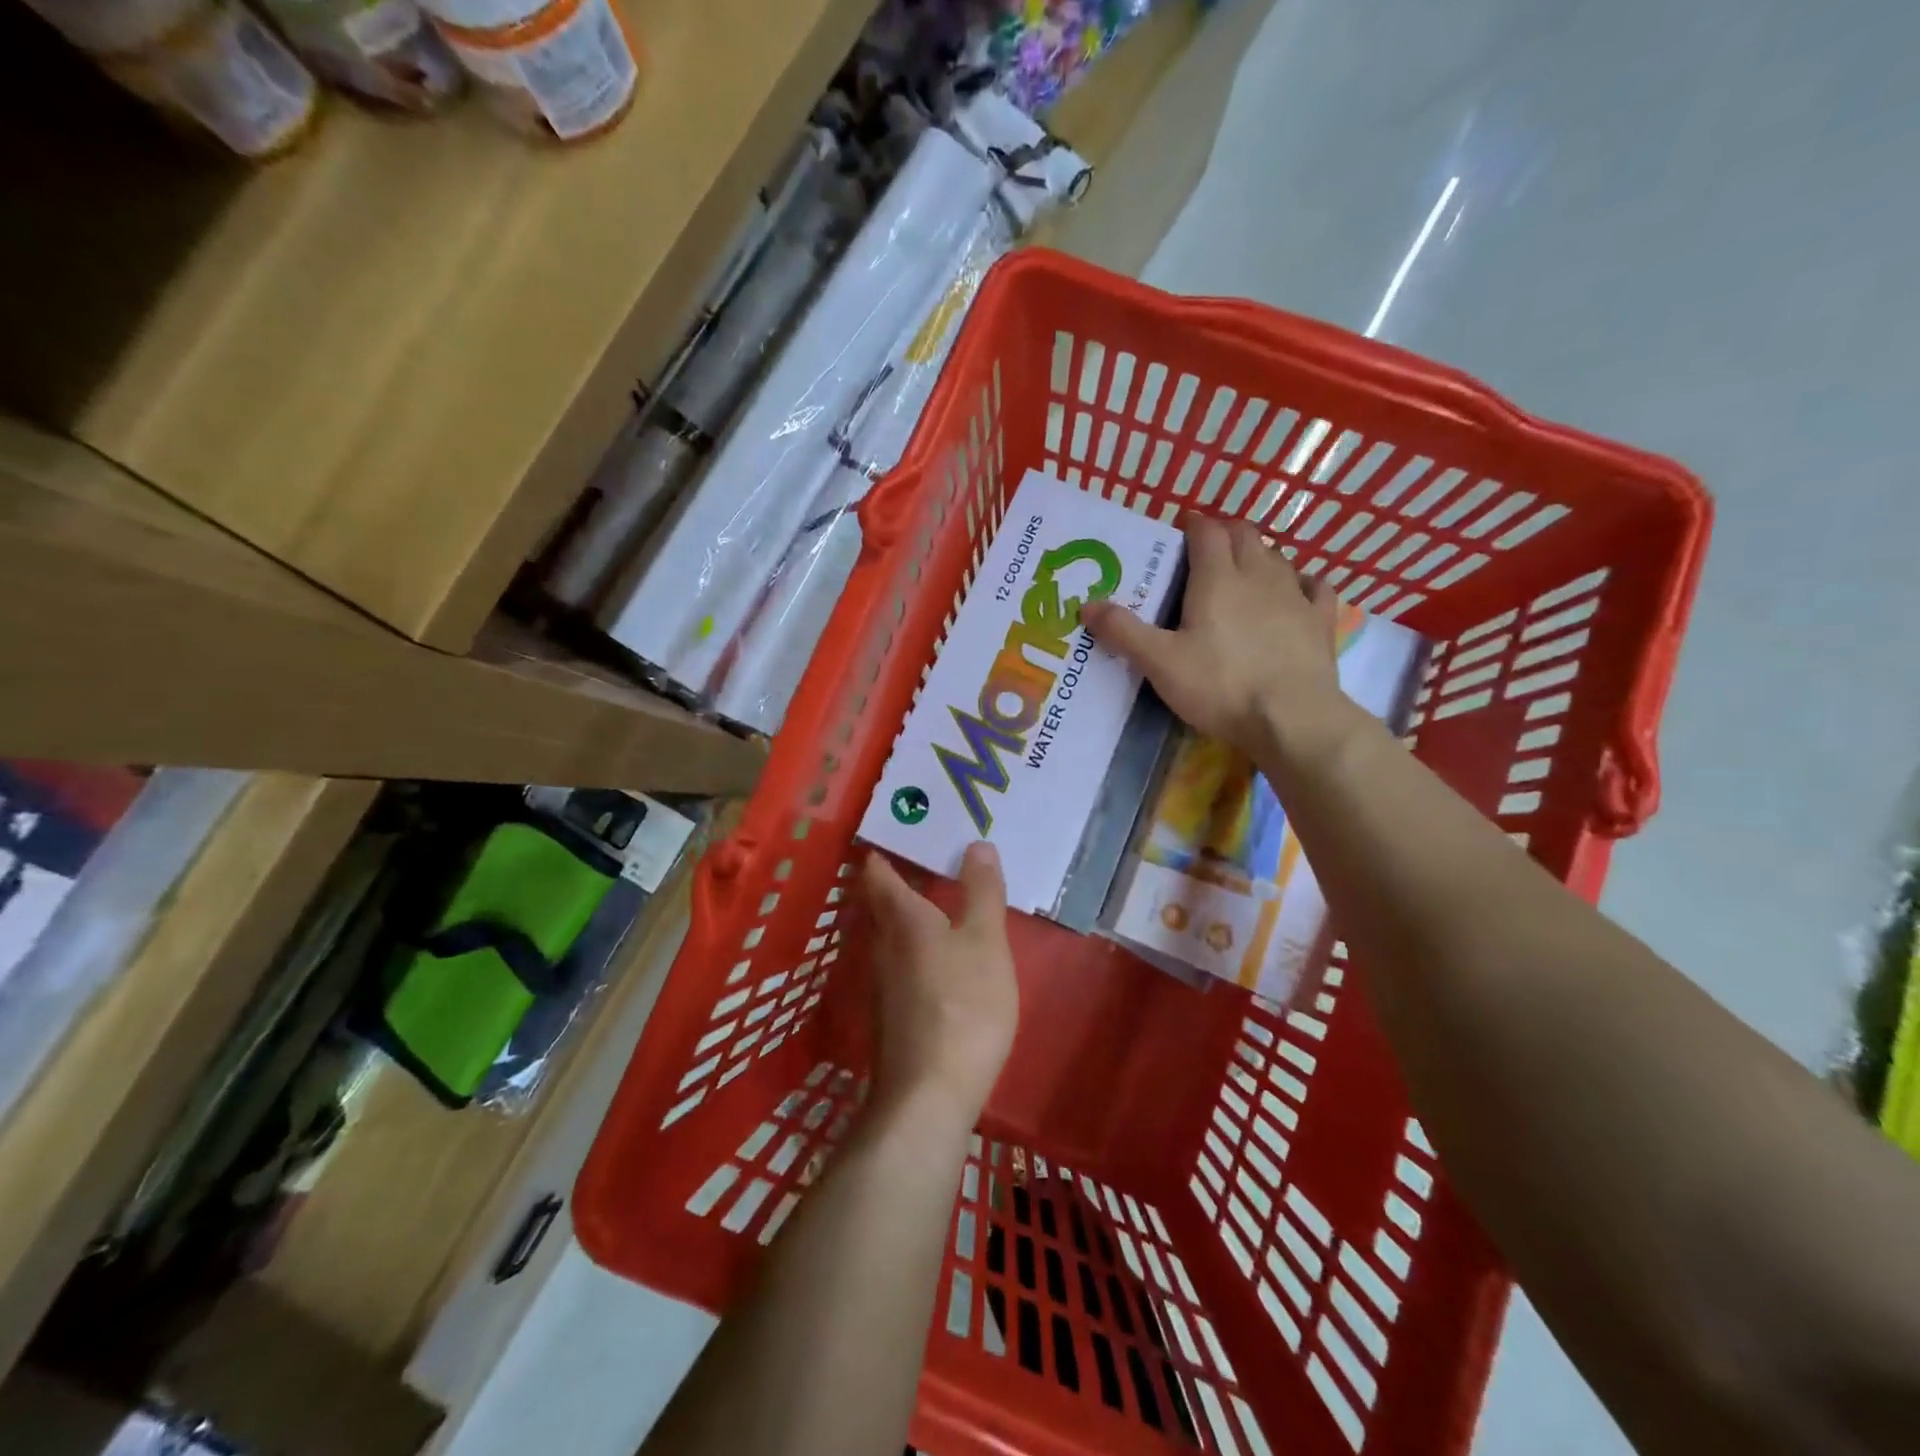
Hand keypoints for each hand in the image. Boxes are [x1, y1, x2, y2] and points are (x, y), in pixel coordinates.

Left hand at [860, 844, 1018, 1124]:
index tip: (904, 829)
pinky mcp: (890, 1014)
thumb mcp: (985, 941)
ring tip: (944, 903)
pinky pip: (900, 964)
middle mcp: (880, 944)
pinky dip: (917, 949)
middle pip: (881, 902)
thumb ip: (982, 892)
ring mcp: (880, 982)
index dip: (885, 848)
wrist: (928, 1096)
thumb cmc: (963, 1005)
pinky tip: (943, 959)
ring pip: (891, 935)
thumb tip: (976, 844)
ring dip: (911, 916)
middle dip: (902, 880)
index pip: (878, 871)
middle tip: (934, 859)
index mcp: (900, 917)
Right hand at [1083, 515, 1349, 764]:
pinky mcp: (1321, 621)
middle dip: (1226, 533)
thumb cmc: (1220, 686)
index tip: (1181, 526)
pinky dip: (1303, 582)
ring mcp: (1295, 596)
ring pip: (1278, 558)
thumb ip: (1123, 631)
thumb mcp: (1159, 662)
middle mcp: (1259, 575)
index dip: (1193, 524)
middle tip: (1208, 548)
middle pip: (1245, 536)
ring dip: (1259, 555)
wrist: (1292, 718)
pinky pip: (1315, 587)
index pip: (1207, 532)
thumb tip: (1086, 604)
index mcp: (1217, 579)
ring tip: (1244, 570)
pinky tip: (1297, 591)